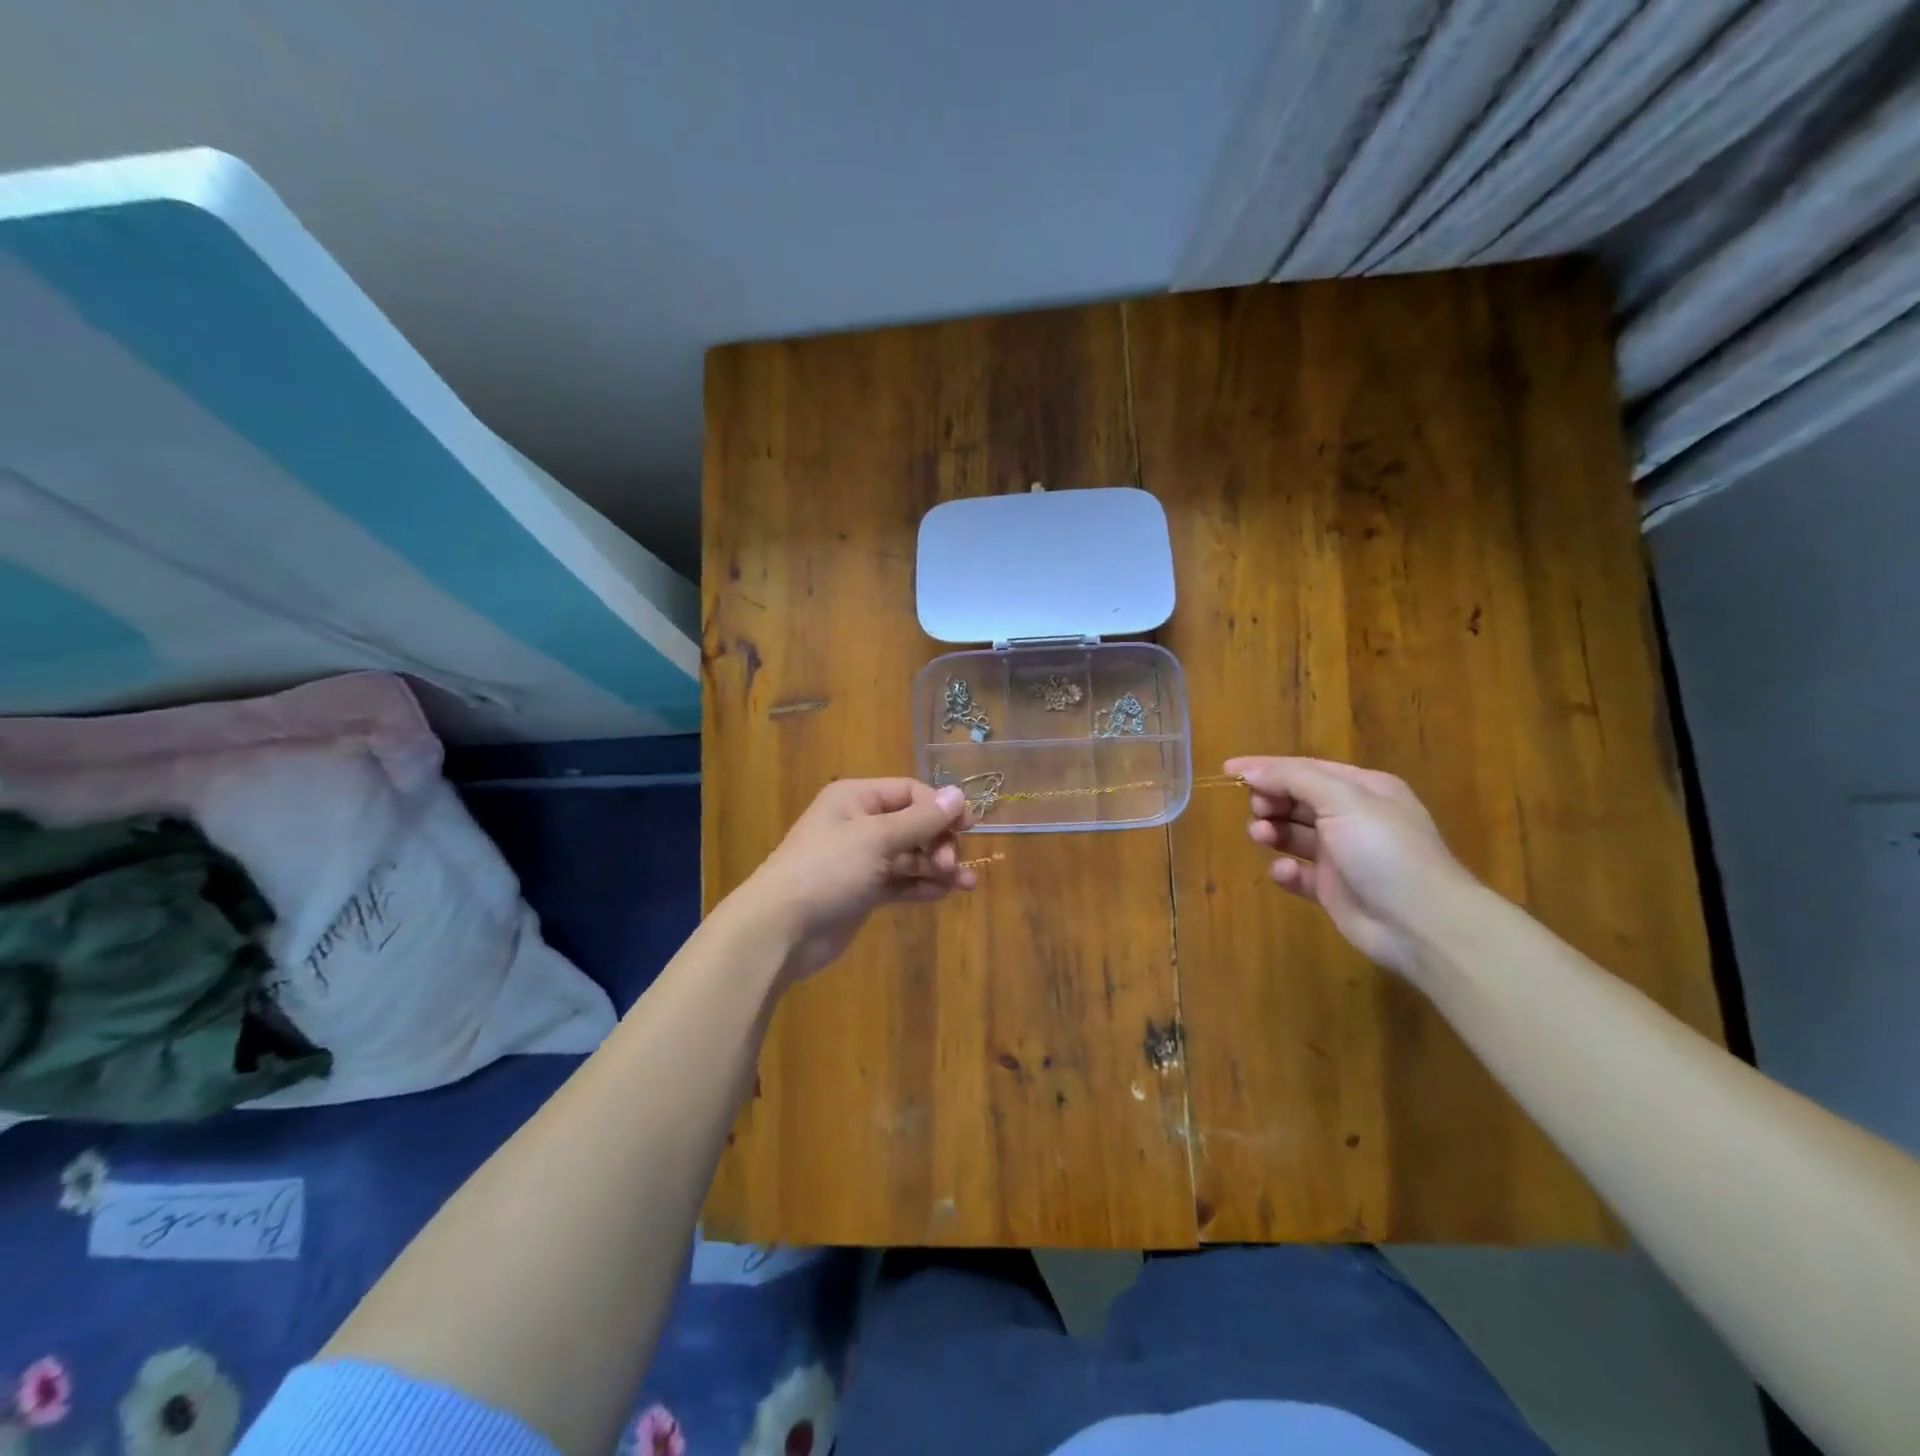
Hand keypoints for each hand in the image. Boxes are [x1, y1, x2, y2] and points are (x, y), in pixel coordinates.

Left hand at [735, 778, 974, 981]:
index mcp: (856, 798)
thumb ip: (921, 820)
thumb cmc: (827, 870)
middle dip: (938, 841)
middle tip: (950, 865)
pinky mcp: (862, 892)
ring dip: (937, 866)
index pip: (910, 792)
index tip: (968, 828)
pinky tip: (944, 894)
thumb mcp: (877, 838)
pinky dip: (921, 886)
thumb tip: (958, 794)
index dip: (941, 807)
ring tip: (965, 884)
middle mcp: (859, 823)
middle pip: (913, 823)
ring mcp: (860, 860)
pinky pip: (900, 882)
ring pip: (909, 855)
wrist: (780, 929)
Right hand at [1225, 756, 1476, 975]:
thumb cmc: (1384, 851)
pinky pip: (1297, 873)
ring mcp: (1342, 855)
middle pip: (1296, 799)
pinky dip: (1284, 870)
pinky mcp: (1331, 889)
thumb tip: (1252, 771)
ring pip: (1293, 834)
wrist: (1421, 924)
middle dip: (1270, 801)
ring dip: (1272, 831)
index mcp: (1363, 789)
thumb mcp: (1343, 800)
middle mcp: (1352, 817)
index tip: (1228, 771)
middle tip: (1258, 810)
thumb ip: (1294, 779)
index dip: (1266, 768)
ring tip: (1262, 836)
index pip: (1305, 768)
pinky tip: (1284, 872)